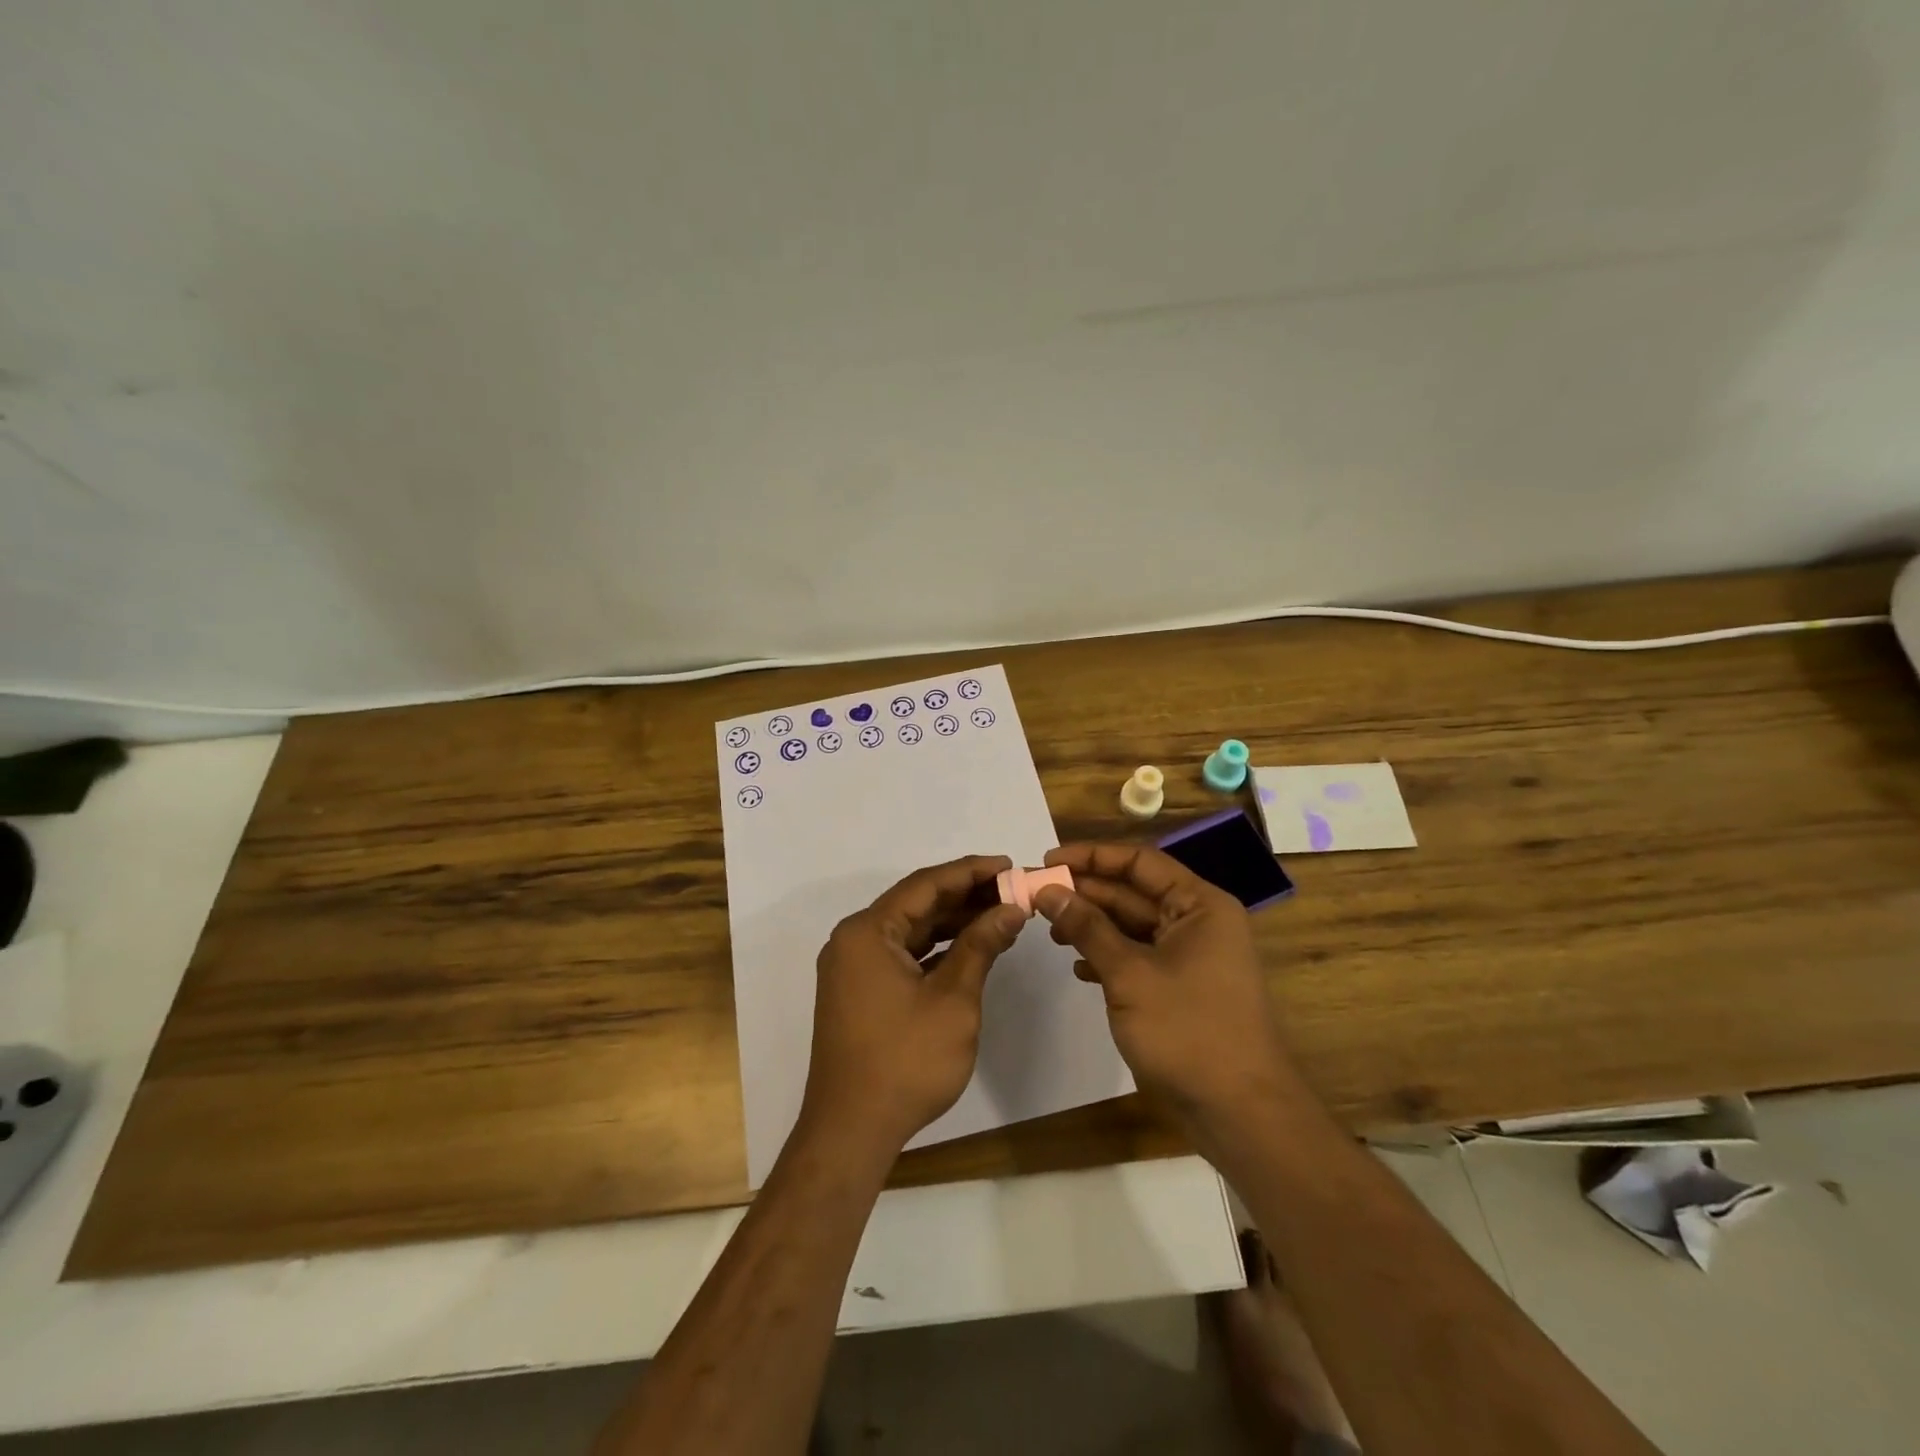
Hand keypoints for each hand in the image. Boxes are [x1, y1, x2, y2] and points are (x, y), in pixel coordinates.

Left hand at [800, 854, 1028, 1157]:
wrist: (851, 1132)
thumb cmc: (905, 1061)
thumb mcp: (953, 1000)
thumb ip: (980, 946)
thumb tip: (1010, 909)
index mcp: (868, 932)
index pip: (926, 885)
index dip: (971, 872)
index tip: (1009, 865)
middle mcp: (855, 940)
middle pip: (917, 904)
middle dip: (966, 896)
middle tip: (1013, 890)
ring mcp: (855, 968)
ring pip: (912, 931)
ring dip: (954, 923)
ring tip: (1001, 915)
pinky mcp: (861, 992)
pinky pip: (903, 955)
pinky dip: (937, 950)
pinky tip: (972, 948)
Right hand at [1033, 843, 1294, 1151]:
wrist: (1240, 1113)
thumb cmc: (1188, 1031)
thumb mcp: (1130, 974)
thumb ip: (1088, 927)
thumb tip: (1048, 890)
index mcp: (1199, 905)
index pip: (1140, 862)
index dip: (1092, 857)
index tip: (1047, 861)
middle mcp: (1197, 923)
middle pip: (1133, 893)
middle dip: (1086, 893)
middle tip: (1036, 896)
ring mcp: (1190, 958)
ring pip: (1132, 927)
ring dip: (1092, 925)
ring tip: (1050, 931)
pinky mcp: (1180, 989)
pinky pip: (1137, 957)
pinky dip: (1107, 957)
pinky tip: (1078, 967)